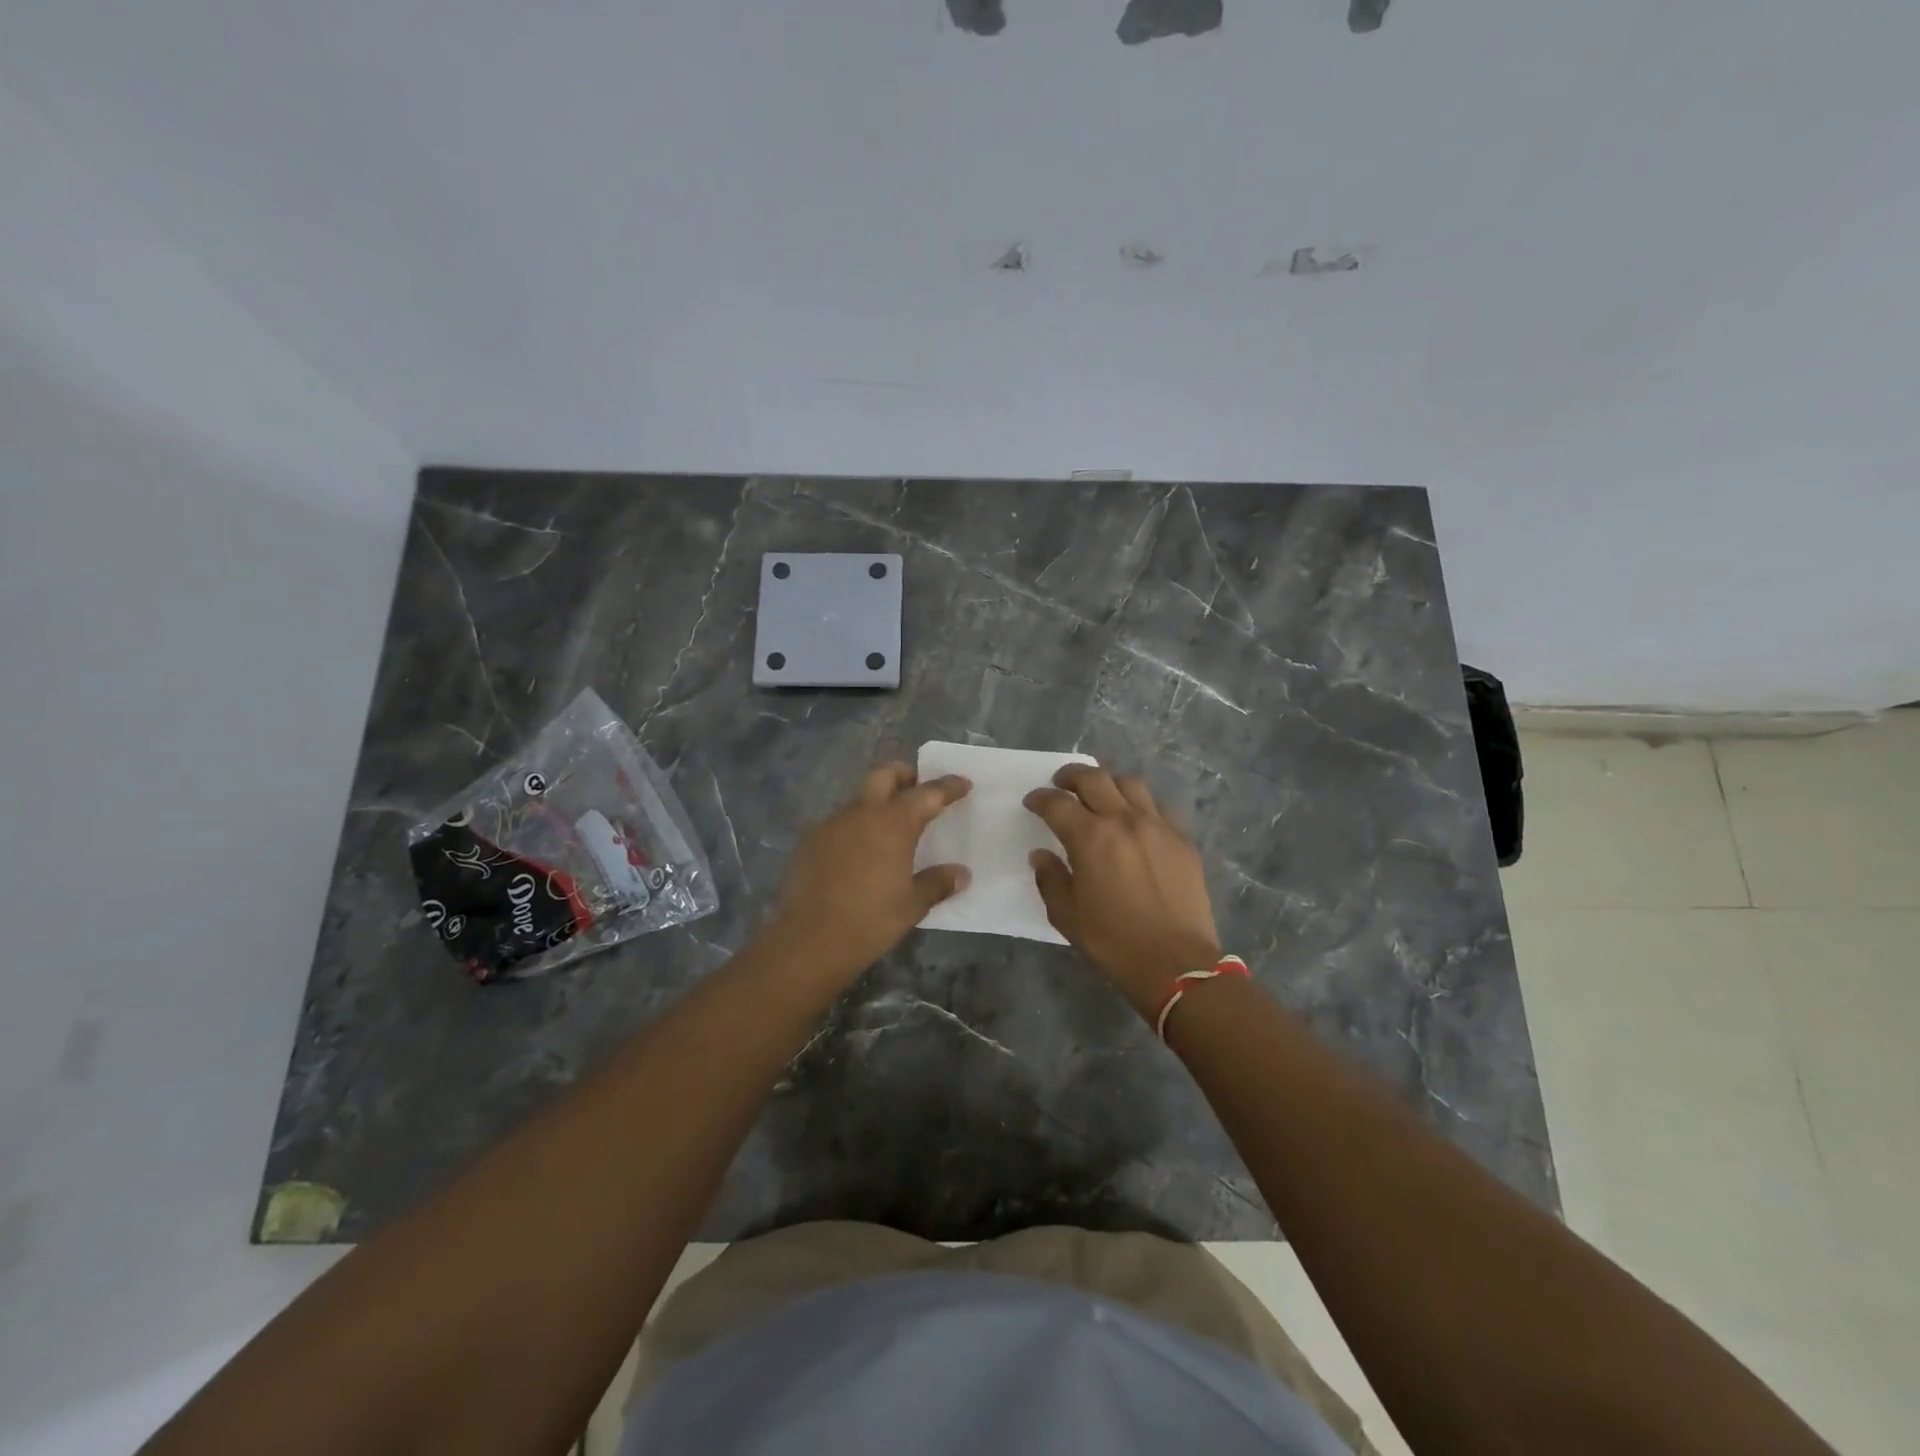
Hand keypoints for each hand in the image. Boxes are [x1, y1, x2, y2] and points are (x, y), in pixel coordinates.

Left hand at [769, 763, 971, 981]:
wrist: (809, 940)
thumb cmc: (870, 921)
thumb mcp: (912, 905)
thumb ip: (937, 883)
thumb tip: (961, 874)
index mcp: (893, 823)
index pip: (927, 793)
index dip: (948, 786)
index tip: (963, 784)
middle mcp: (862, 813)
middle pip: (885, 774)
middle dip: (905, 775)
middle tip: (919, 789)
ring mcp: (832, 824)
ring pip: (860, 798)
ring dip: (878, 801)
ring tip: (891, 826)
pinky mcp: (811, 840)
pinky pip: (840, 821)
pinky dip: (856, 826)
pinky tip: (860, 850)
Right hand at [1025, 763, 1221, 1019]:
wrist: (1177, 964)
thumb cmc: (1114, 942)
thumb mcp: (1067, 916)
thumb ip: (1050, 878)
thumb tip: (1042, 855)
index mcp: (1090, 837)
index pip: (1058, 804)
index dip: (1040, 799)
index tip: (1033, 802)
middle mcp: (1124, 820)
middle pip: (1094, 779)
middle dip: (1071, 776)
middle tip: (1061, 783)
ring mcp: (1158, 826)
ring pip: (1130, 784)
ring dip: (1108, 782)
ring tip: (1100, 794)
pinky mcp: (1183, 840)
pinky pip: (1158, 807)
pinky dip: (1140, 804)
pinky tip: (1136, 819)